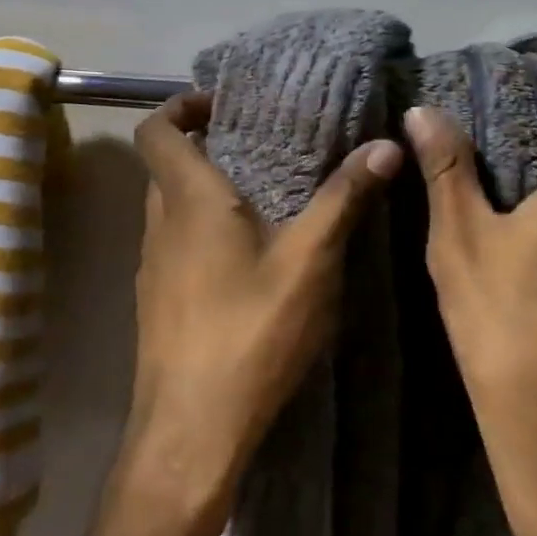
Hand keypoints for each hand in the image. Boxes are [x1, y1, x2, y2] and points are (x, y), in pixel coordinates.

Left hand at [122, 92, 403, 535]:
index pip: (156, 130)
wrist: (191, 430)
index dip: (180, 106)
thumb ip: (344, 199)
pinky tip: (247, 262)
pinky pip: (175, 246)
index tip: (221, 105)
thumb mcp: (310, 262)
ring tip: (261, 200)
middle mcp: (159, 225)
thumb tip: (384, 144)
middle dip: (203, 149)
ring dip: (203, 194)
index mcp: (188, 200)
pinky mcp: (157, 302)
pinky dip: (201, 233)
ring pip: (170, 209)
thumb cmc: (249, 332)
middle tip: (256, 148)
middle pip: (165, 166)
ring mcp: (152, 267)